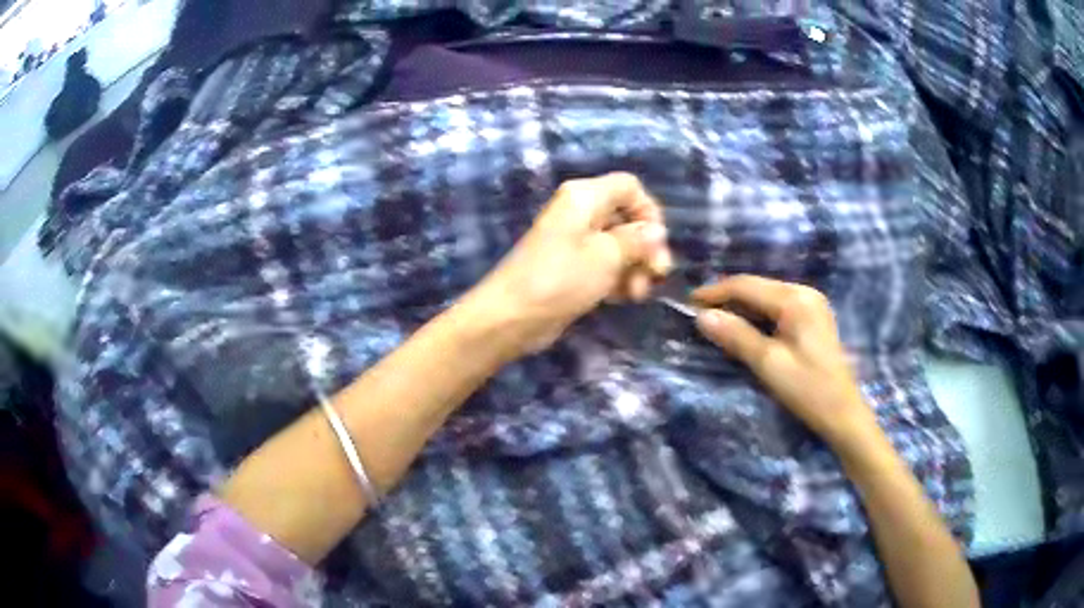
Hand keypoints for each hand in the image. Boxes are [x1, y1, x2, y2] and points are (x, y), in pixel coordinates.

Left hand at [465, 173, 671, 354]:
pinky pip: (605, 265)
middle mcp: (581, 212)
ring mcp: (575, 241)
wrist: (512, 317)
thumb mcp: (607, 256)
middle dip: (645, 247)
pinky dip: (617, 278)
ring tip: (636, 295)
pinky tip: (623, 299)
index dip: (649, 212)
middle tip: (656, 276)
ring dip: (634, 268)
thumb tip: (657, 231)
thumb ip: (637, 240)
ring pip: (618, 245)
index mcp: (585, 197)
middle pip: (627, 218)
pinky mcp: (572, 268)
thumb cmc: (561, 279)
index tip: (658, 243)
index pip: (630, 187)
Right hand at [692, 275, 877, 447]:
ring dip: (741, 308)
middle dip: (727, 299)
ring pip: (766, 298)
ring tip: (715, 321)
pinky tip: (744, 328)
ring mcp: (811, 305)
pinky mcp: (813, 319)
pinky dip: (757, 316)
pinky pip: (777, 309)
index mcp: (795, 299)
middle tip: (699, 314)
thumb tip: (701, 316)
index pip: (746, 286)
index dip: (715, 293)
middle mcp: (804, 293)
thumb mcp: (768, 364)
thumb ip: (736, 336)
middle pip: (757, 287)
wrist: (843, 414)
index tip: (688, 303)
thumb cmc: (807, 389)